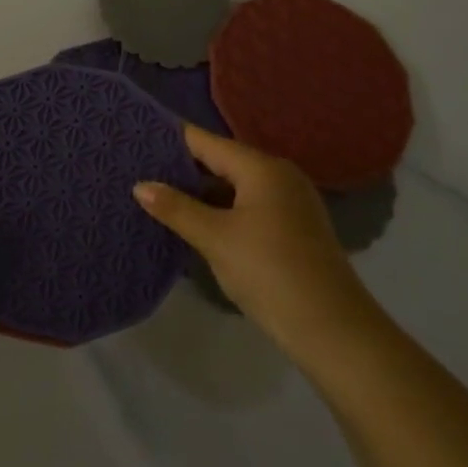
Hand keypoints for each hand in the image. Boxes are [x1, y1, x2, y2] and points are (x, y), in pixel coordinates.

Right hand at [134, 125, 377, 361]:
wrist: (332, 328)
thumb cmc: (269, 272)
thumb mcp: (215, 238)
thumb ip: (176, 208)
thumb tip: (140, 185)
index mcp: (261, 168)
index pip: (205, 141)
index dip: (170, 139)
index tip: (135, 138)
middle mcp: (278, 175)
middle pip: (220, 161)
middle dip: (181, 166)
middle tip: (137, 168)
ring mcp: (288, 202)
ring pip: (233, 186)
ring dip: (199, 192)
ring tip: (156, 194)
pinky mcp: (291, 228)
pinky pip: (246, 206)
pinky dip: (219, 209)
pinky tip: (191, 222)